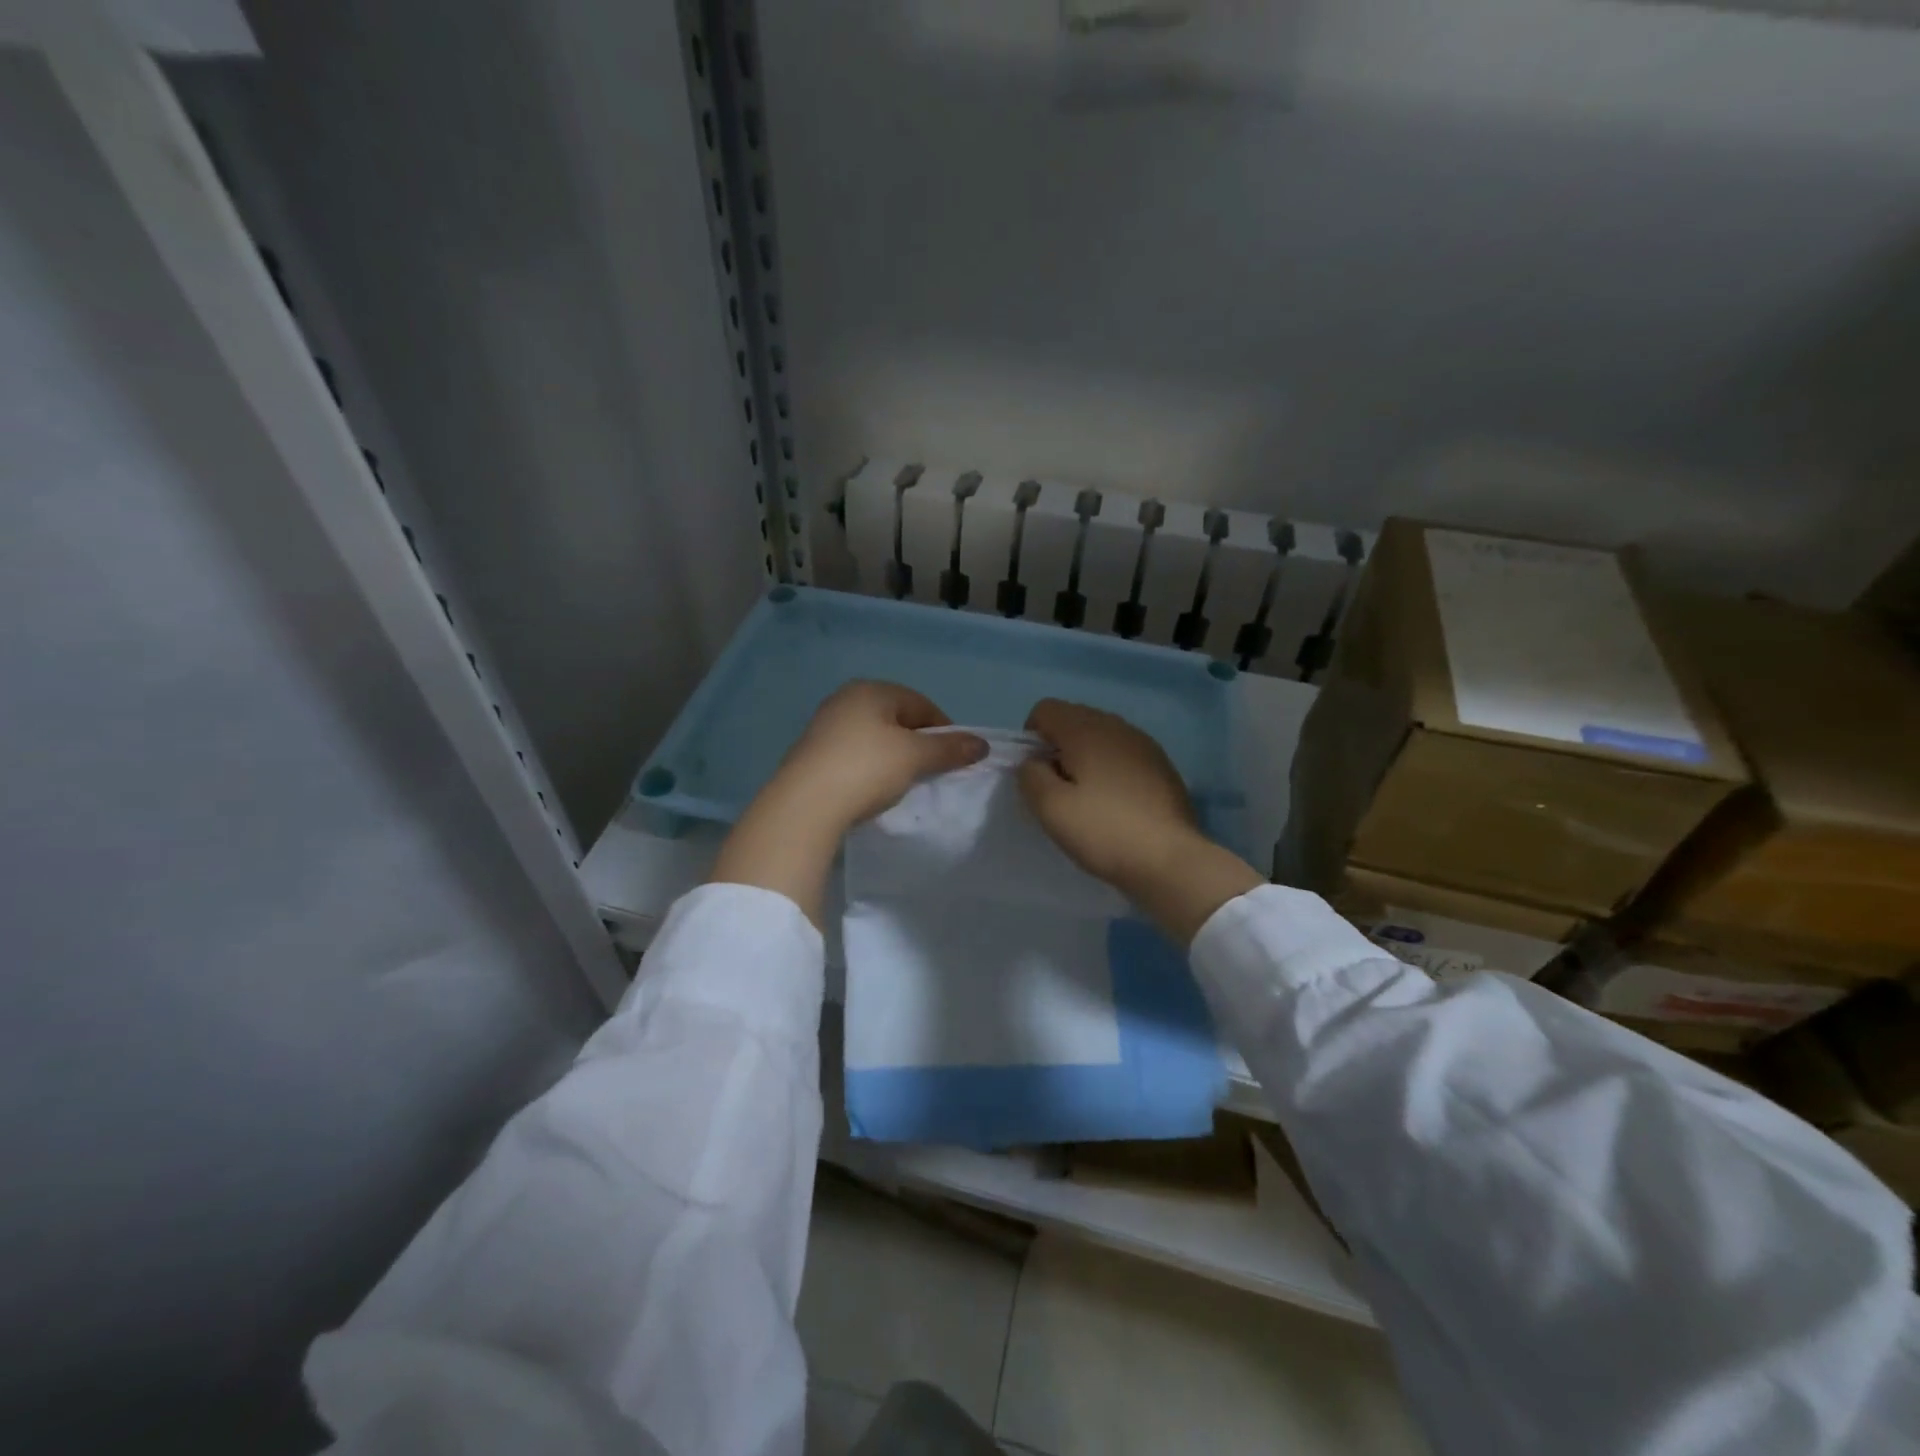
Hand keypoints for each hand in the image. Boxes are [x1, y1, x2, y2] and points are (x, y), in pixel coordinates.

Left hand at [709, 682, 984, 925]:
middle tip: (930, 771)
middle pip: (896, 718)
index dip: (944, 729)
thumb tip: (981, 744)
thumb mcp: (915, 757)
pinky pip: (853, 754)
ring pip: (874, 737)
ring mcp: (824, 726)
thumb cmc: (866, 768)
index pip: (920, 703)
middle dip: (917, 742)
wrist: (804, 805)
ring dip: (893, 756)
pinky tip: (873, 789)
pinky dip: (869, 767)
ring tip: (903, 783)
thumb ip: (949, 748)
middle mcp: (845, 699)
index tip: (955, 757)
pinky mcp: (811, 754)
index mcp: (871, 690)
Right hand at [1019, 699, 1261, 944]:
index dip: (1030, 737)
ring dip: (1085, 757)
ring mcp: (1144, 744)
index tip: (1036, 773)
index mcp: (1087, 729)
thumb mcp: (1051, 808)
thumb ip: (1030, 776)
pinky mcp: (1162, 765)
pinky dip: (1110, 768)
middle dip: (1058, 746)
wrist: (1170, 859)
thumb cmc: (1103, 831)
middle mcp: (1117, 726)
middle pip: (1074, 718)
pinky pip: (1123, 753)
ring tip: (1086, 797)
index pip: (1046, 709)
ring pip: (1101, 736)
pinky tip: (1115, 803)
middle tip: (1058, 788)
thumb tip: (1034, 762)